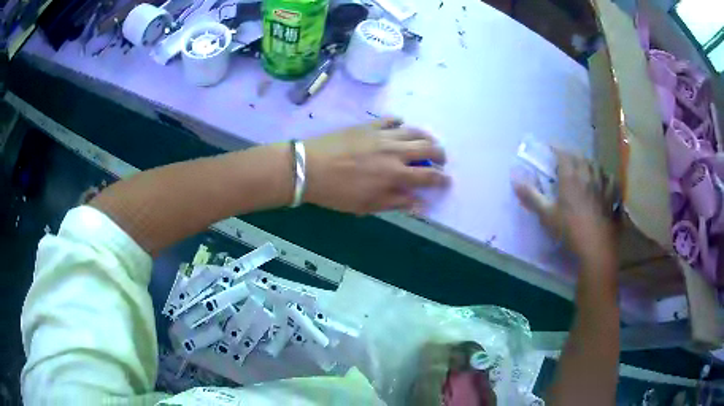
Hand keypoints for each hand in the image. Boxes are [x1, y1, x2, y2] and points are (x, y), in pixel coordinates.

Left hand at [303, 118, 448, 213]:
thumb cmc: (337, 192)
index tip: (448, 180)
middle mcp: (394, 151)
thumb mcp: (367, 205)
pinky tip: (401, 126)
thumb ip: (396, 202)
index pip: (428, 176)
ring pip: (413, 131)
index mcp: (395, 174)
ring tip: (428, 142)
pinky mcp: (369, 125)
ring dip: (426, 136)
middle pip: (427, 148)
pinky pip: (391, 120)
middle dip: (440, 154)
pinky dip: (400, 123)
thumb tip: (420, 203)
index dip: (441, 179)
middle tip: (441, 159)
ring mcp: (382, 135)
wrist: (309, 167)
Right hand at [513, 151, 616, 266]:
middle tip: (565, 158)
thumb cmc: (569, 231)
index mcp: (570, 178)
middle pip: (580, 157)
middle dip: (572, 154)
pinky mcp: (612, 198)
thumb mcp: (546, 215)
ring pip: (596, 166)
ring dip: (588, 163)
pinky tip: (605, 181)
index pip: (563, 154)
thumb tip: (514, 179)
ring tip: (584, 167)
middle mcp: (588, 176)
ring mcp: (602, 186)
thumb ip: (531, 196)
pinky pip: (611, 180)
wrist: (595, 248)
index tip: (549, 147)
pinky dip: (606, 177)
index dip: (556, 148)